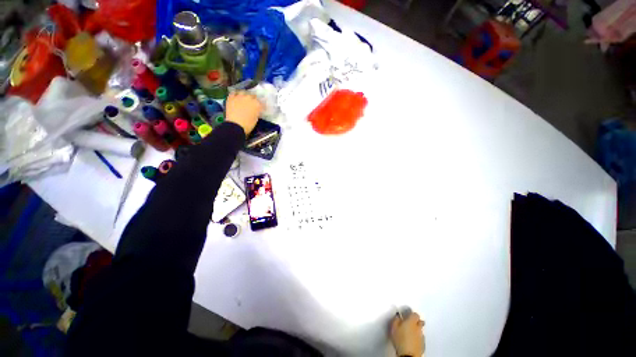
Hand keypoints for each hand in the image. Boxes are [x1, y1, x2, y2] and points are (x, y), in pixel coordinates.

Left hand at [225, 91, 263, 135]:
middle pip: (253, 95)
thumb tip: (256, 110)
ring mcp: (239, 96)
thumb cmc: (248, 125)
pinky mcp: (231, 97)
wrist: (235, 125)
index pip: (261, 102)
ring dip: (244, 95)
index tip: (261, 108)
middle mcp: (249, 98)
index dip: (261, 105)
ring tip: (244, 98)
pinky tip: (236, 97)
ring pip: (243, 92)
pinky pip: (233, 93)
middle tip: (253, 103)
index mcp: (257, 104)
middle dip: (253, 99)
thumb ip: (257, 112)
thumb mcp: (256, 119)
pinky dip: (235, 95)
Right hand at [391, 312, 424, 356]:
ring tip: (409, 332)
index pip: (415, 314)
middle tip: (409, 323)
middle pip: (419, 321)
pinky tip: (412, 339)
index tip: (406, 315)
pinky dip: (417, 337)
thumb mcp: (394, 327)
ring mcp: (421, 336)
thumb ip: (396, 319)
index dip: (411, 314)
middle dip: (415, 321)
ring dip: (416, 329)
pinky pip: (420, 337)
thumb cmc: (400, 339)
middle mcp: (418, 327)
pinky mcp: (422, 344)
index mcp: (412, 321)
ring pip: (420, 330)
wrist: (408, 355)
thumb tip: (398, 316)